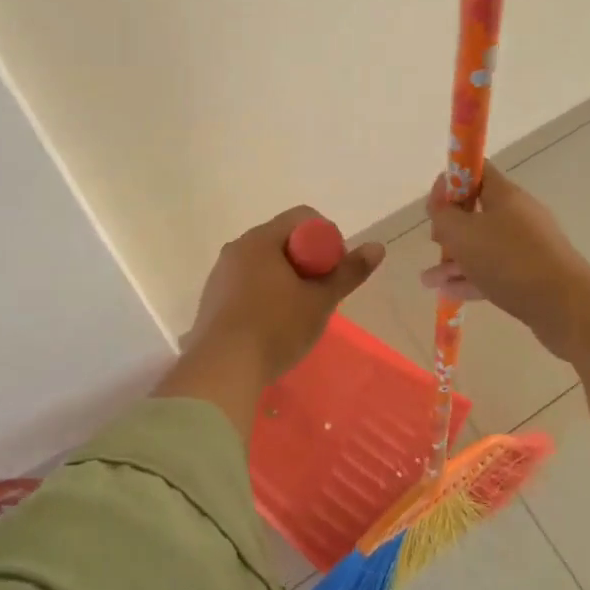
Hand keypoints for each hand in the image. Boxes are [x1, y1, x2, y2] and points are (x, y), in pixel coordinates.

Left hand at [187, 205, 383, 380]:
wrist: (221, 371)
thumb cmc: (275, 328)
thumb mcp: (320, 301)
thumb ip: (349, 272)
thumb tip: (377, 247)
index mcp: (261, 239)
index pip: (303, 218)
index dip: (327, 239)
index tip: (334, 271)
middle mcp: (237, 247)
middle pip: (283, 240)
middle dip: (307, 262)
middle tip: (320, 294)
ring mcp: (221, 273)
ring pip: (264, 264)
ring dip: (285, 280)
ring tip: (297, 314)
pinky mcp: (212, 299)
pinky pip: (246, 284)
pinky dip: (264, 295)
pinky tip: (271, 326)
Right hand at [420, 162, 589, 359]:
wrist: (566, 306)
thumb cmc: (509, 259)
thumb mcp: (463, 233)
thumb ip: (443, 216)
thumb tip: (441, 208)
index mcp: (505, 195)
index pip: (477, 170)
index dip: (452, 180)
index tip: (435, 203)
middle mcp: (518, 215)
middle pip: (477, 211)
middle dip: (450, 226)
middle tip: (435, 241)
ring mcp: (527, 246)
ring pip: (483, 246)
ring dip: (454, 259)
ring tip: (428, 280)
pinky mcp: (532, 275)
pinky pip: (494, 271)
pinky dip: (471, 278)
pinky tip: (448, 292)